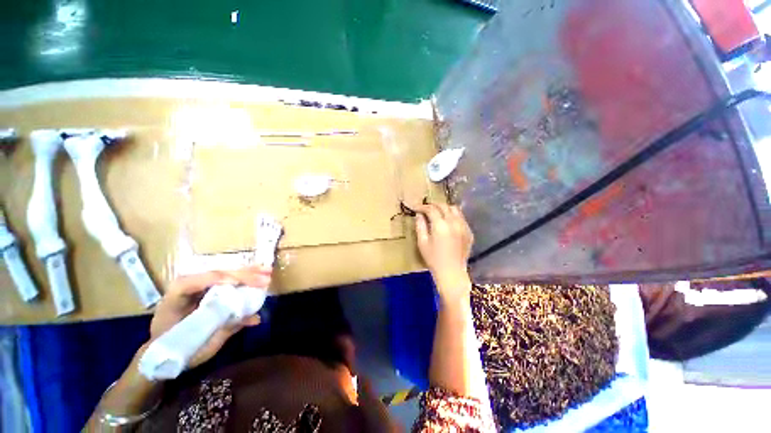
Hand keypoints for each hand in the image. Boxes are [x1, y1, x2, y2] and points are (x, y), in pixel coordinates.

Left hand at [149, 266, 270, 368]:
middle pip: (217, 274)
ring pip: (226, 275)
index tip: (240, 284)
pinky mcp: (210, 292)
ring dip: (248, 273)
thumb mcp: (196, 344)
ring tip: (268, 272)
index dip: (218, 280)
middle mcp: (189, 287)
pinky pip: (229, 283)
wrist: (162, 352)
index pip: (195, 282)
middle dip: (243, 274)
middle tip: (266, 276)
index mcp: (175, 297)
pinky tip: (260, 280)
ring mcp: (201, 288)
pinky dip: (246, 281)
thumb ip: (223, 329)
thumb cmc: (175, 349)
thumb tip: (253, 317)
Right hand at [415, 203, 473, 302]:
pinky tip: (448, 223)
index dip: (422, 207)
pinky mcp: (469, 232)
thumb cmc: (433, 259)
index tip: (416, 208)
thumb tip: (419, 215)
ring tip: (437, 213)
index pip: (431, 209)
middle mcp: (454, 222)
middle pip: (443, 205)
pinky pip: (461, 218)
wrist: (452, 273)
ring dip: (444, 208)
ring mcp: (463, 226)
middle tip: (425, 209)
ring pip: (454, 209)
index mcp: (440, 225)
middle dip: (433, 205)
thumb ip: (420, 226)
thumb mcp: (422, 243)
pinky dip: (453, 216)